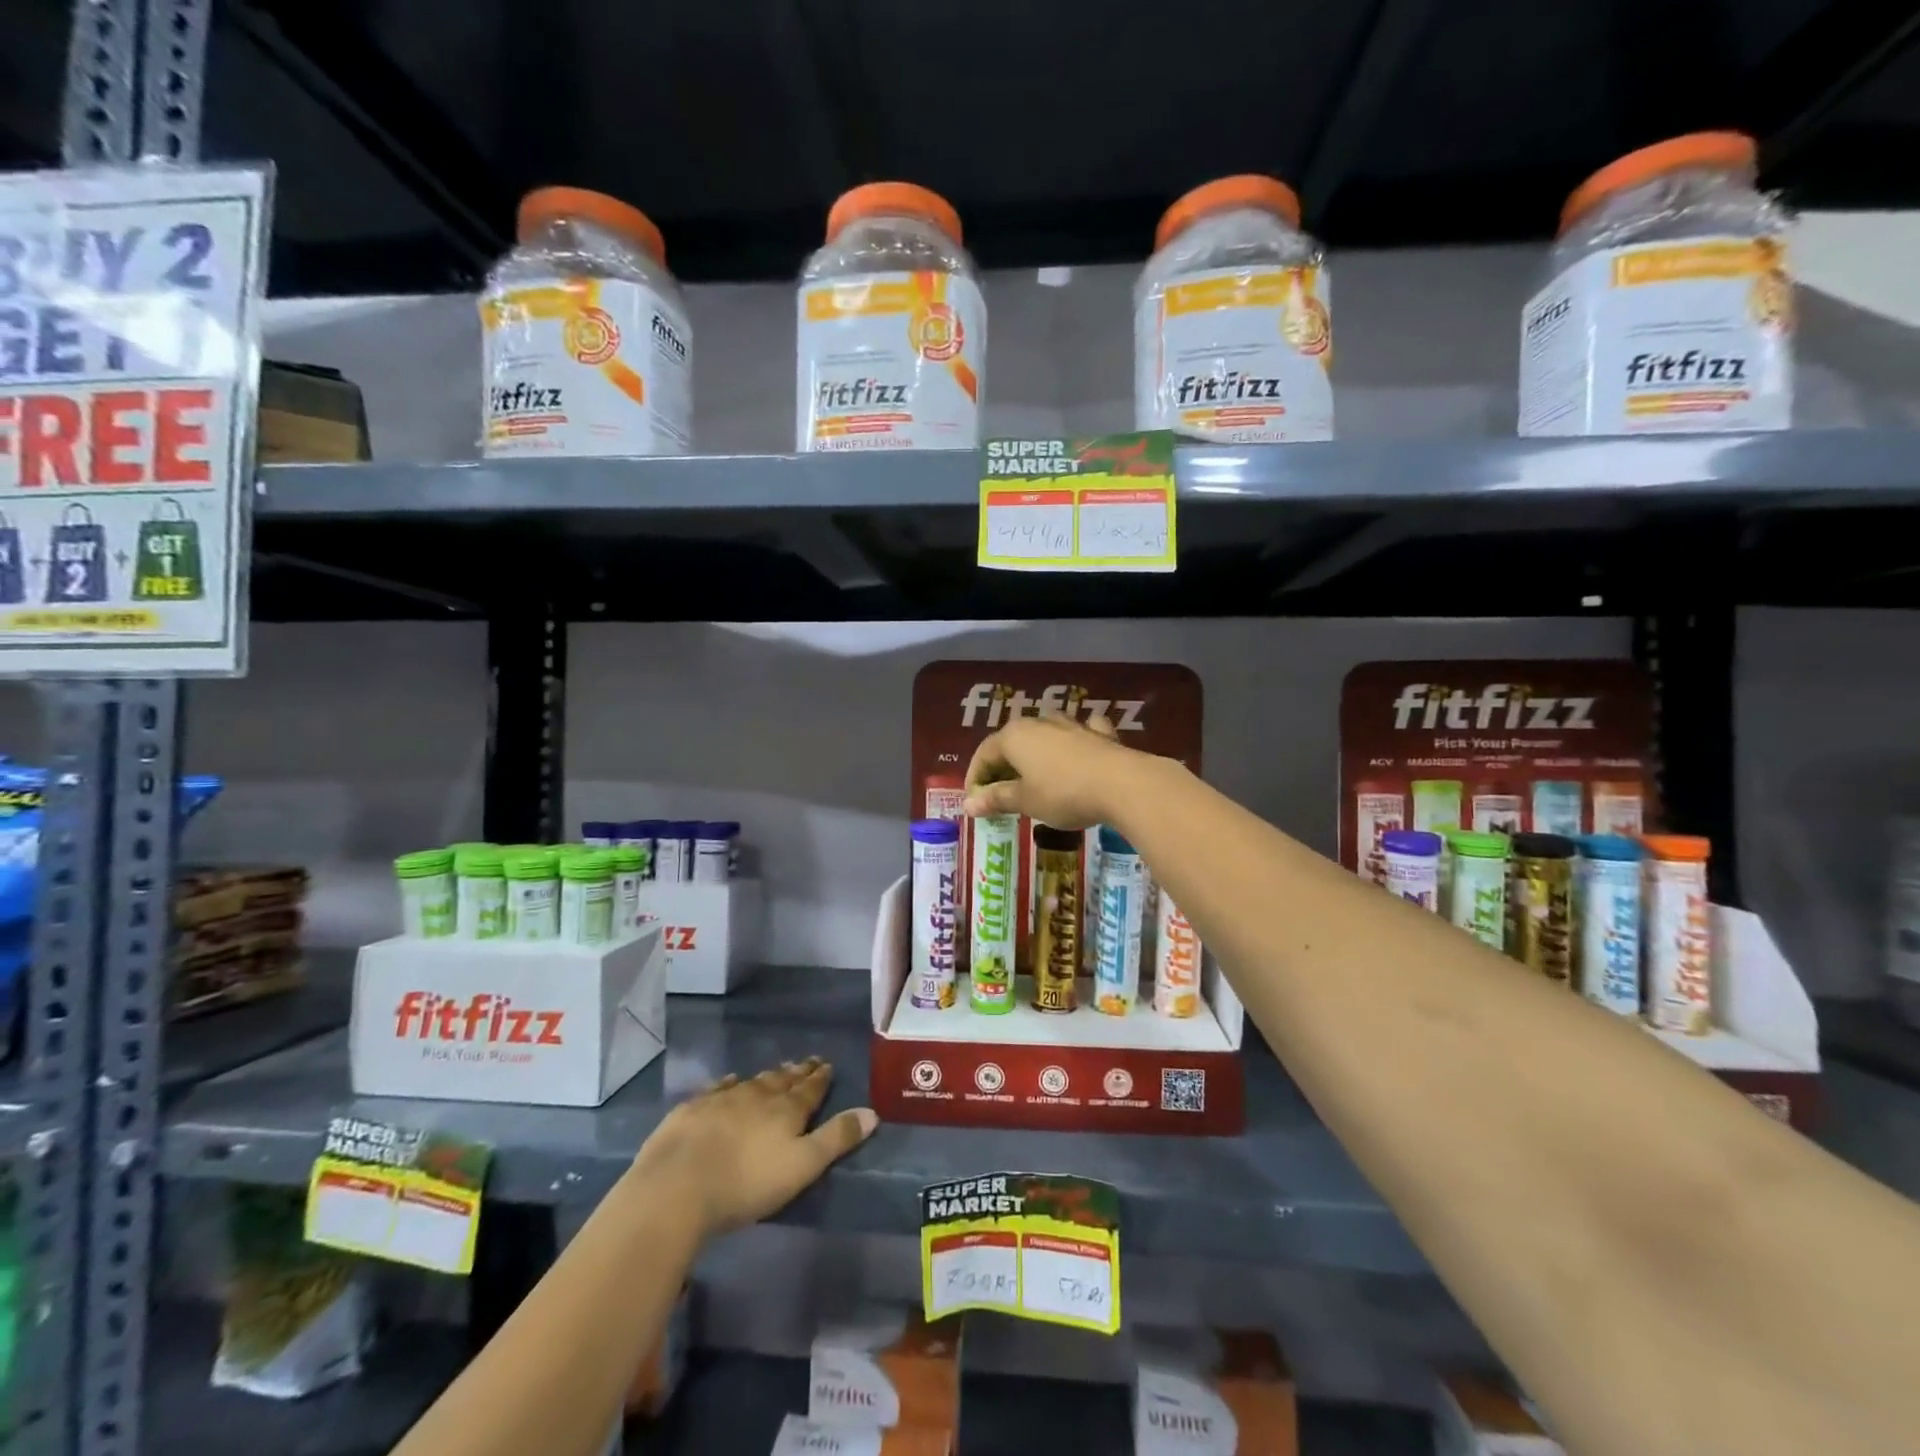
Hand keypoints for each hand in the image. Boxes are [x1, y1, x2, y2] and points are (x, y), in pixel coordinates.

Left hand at [630, 1059, 876, 1238]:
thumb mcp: (802, 1167)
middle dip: (797, 1072)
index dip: (820, 1078)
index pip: (810, 1088)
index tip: (828, 1065)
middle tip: (807, 1062)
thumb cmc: (746, 1183)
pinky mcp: (692, 1110)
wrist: (677, 1186)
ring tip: (777, 1071)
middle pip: (782, 1080)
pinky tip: (729, 1082)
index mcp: (786, 1110)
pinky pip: (717, 1089)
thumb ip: (837, 1138)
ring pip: (752, 1082)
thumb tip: (873, 1112)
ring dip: (767, 1077)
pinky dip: (728, 1084)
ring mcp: (722, 1099)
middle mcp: (757, 1095)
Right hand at [962, 711, 1134, 828]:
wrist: (1122, 784)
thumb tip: (967, 804)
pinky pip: (1080, 733)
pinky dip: (1074, 741)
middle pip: (1011, 742)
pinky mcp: (1098, 733)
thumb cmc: (1063, 793)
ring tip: (1033, 776)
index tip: (975, 802)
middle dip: (1003, 767)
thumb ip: (996, 799)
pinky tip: (1079, 748)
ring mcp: (1071, 724)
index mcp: (1014, 736)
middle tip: (1000, 794)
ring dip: (1035, 752)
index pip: (984, 754)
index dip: (975, 778)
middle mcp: (1039, 722)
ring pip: (1044, 734)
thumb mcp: (1025, 801)